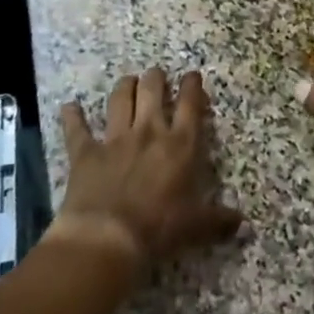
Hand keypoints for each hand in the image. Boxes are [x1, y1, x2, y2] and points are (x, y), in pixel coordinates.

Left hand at [47, 68, 242, 266]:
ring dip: (124, 87)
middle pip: (152, 90)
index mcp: (181, 143)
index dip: (192, 86)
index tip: (192, 75)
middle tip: (156, 75)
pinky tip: (70, 106)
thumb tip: (244, 225)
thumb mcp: (196, 225)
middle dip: (155, 78)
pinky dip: (72, 117)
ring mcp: (115, 139)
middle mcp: (149, 131)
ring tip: (128, 80)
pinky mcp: (85, 153)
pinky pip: (77, 130)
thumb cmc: (158, 227)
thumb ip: (219, 220)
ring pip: (120, 100)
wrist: (107, 238)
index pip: (190, 103)